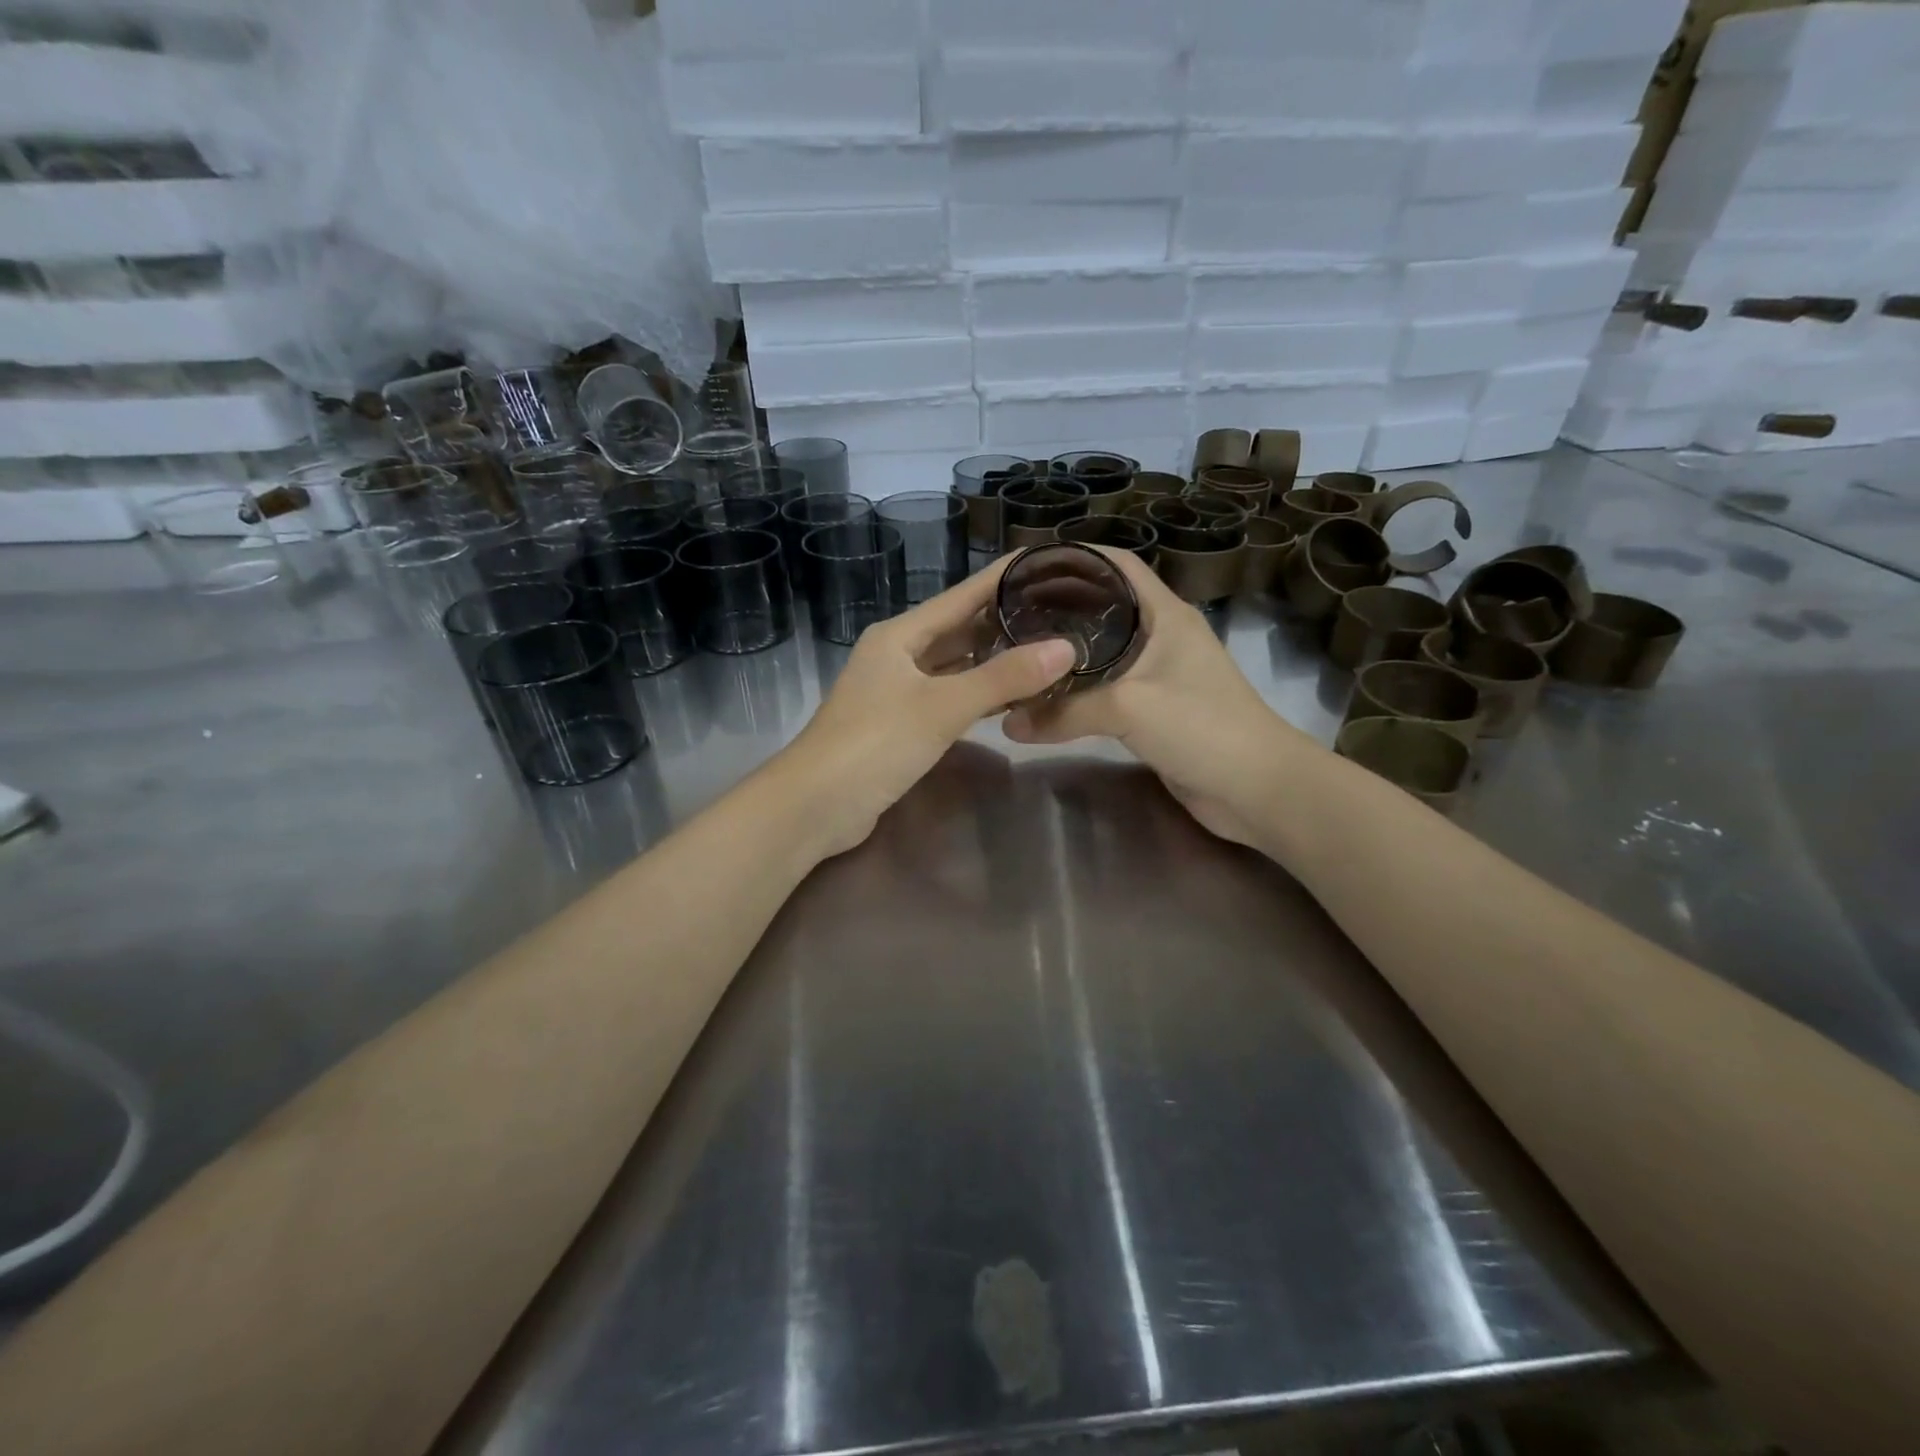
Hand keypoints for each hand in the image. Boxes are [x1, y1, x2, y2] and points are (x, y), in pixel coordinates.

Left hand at [774, 558, 1077, 857]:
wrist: (814, 806)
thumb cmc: (875, 743)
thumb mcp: (943, 707)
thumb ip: (1003, 678)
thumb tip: (1066, 649)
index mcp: (900, 635)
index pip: (961, 596)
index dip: (1001, 578)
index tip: (1046, 562)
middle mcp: (897, 655)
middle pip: (957, 629)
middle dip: (1002, 621)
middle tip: (1058, 612)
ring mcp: (895, 692)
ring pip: (952, 666)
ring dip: (991, 660)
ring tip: (1044, 650)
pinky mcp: (899, 726)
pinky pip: (946, 698)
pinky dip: (976, 695)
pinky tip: (1008, 698)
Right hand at [1002, 548, 1320, 848]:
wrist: (1256, 788)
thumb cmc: (1202, 727)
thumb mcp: (1129, 708)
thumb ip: (1066, 711)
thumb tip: (1009, 722)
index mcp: (1165, 614)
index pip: (1117, 566)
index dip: (1074, 559)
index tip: (1026, 569)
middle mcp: (1162, 637)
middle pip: (1105, 607)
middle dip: (1059, 607)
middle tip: (1009, 615)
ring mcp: (1159, 675)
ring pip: (1103, 652)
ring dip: (1066, 654)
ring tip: (1019, 653)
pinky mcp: (1154, 711)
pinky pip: (1107, 691)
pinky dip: (1077, 690)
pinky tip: (1047, 696)